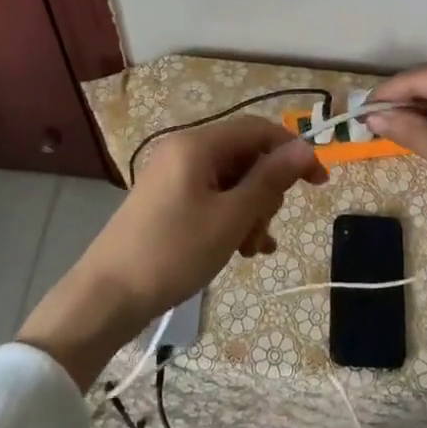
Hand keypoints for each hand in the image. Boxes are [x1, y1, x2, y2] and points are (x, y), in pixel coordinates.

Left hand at [18, 117, 326, 389]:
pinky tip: (242, 249)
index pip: (258, 130)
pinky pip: (212, 197)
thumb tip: (305, 148)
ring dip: (251, 210)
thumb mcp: (231, 217)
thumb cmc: (173, 252)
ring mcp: (174, 176)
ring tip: (252, 249)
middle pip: (245, 156)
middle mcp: (185, 150)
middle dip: (266, 191)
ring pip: (231, 181)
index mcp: (198, 144)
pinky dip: (231, 217)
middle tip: (264, 229)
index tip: (319, 183)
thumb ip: (270, 179)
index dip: (293, 152)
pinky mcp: (167, 199)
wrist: (107, 296)